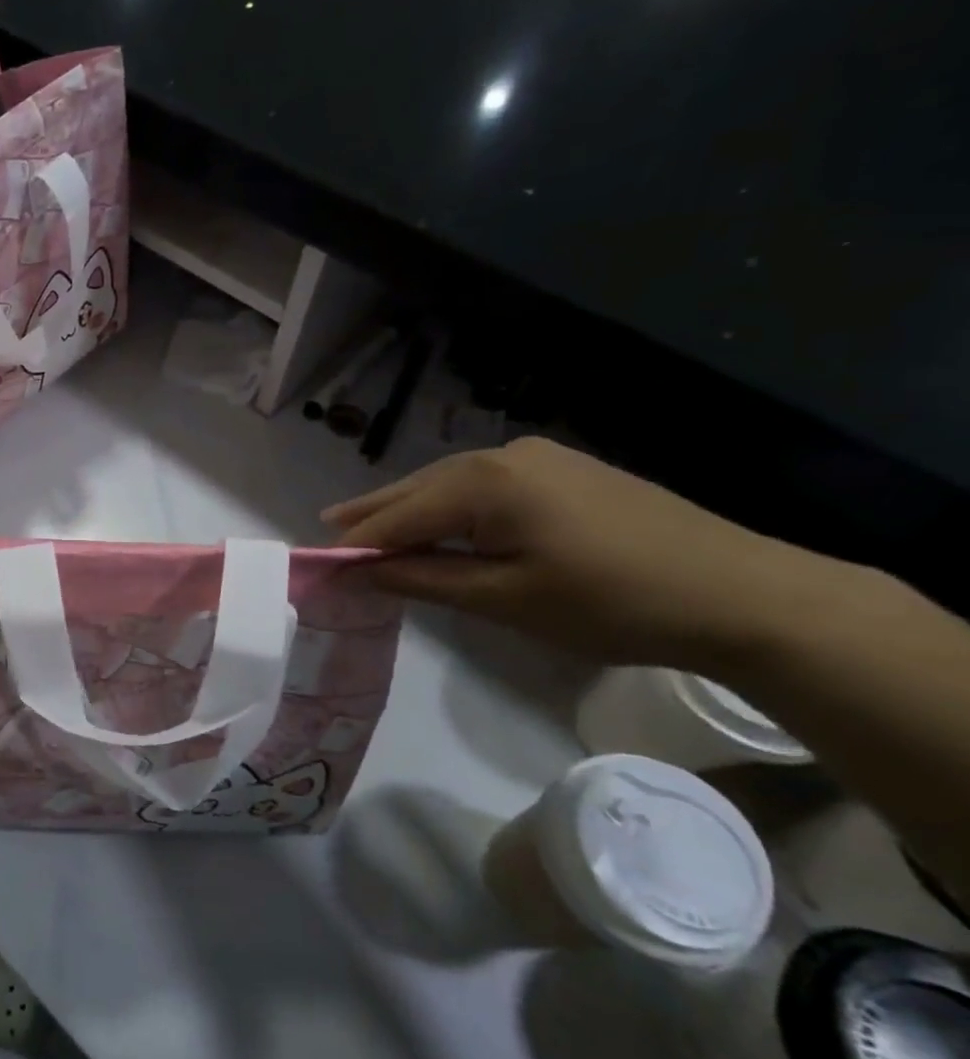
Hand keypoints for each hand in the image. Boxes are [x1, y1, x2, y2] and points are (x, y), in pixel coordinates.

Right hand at [323, 437, 835, 669]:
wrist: (743, 592)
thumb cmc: (609, 602)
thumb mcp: (503, 599)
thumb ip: (422, 579)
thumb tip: (359, 570)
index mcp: (484, 483)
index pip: (397, 516)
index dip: (353, 544)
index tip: (315, 565)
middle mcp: (503, 456)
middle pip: (418, 488)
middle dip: (372, 513)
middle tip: (326, 530)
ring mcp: (539, 458)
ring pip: (450, 484)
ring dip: (410, 507)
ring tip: (369, 524)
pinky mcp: (566, 470)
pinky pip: (484, 485)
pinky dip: (449, 505)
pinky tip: (439, 519)